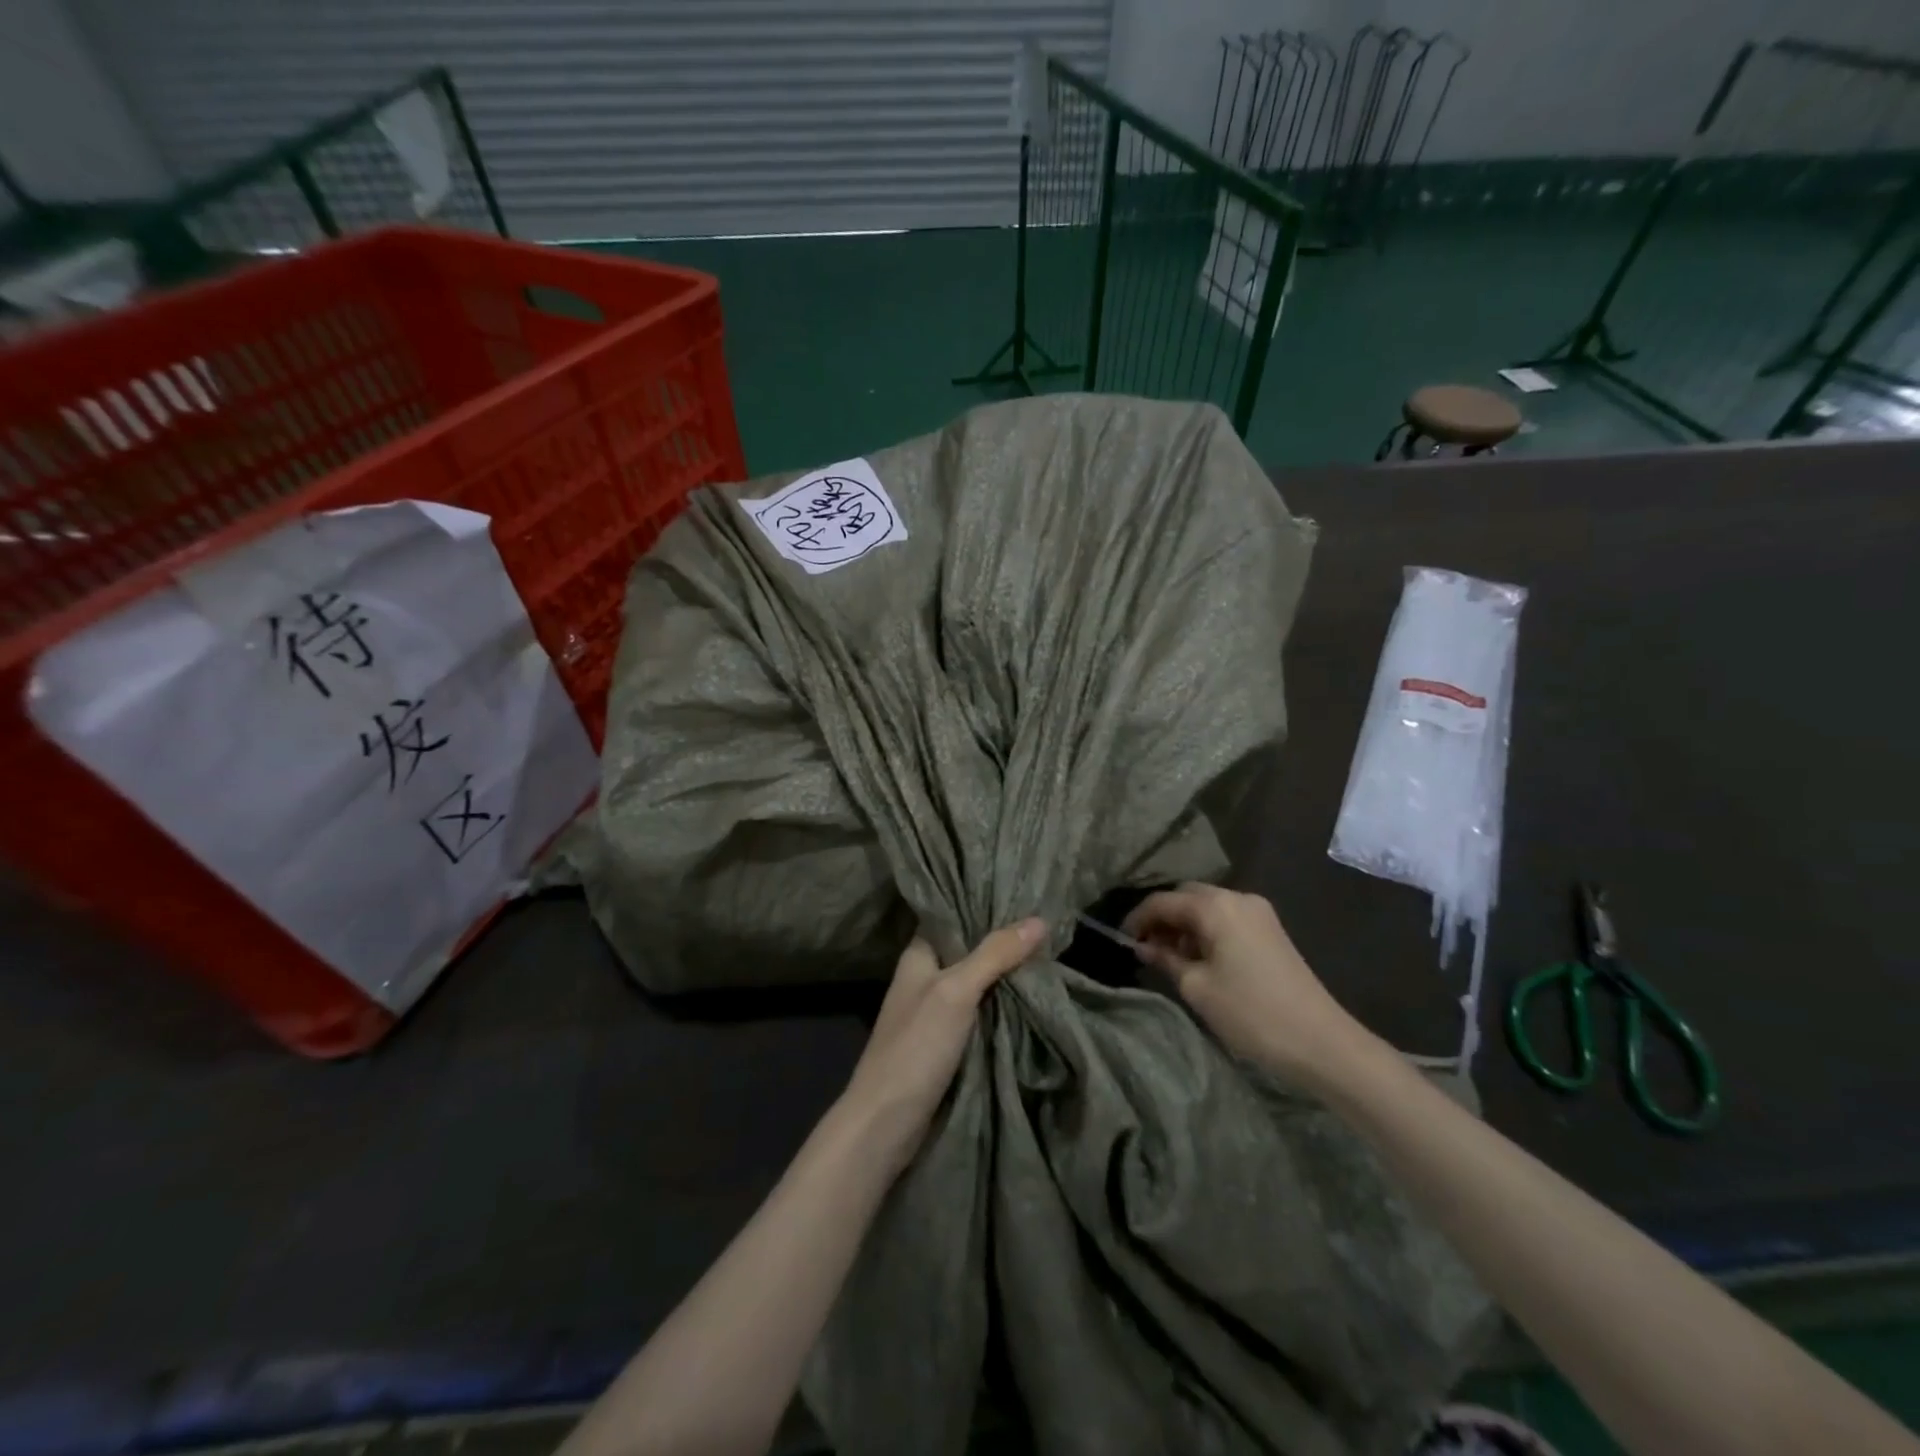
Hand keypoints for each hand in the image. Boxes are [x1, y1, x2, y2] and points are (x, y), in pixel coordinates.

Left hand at [840, 919, 1045, 1171]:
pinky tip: (1031, 996)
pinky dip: (1002, 1004)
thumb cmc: (915, 1047)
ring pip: (978, 982)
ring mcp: (936, 1011)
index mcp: (919, 955)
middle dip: (1004, 940)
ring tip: (1050, 952)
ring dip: (1006, 973)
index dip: (983, 904)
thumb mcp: (956, 992)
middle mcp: (926, 977)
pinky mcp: (947, 1042)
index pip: (952, 915)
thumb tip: (1039, 920)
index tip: (1022, 892)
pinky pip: (981, 1012)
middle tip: (1048, 923)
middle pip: (969, 949)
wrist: (886, 1123)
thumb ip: (994, 955)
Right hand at [1123, 884, 1370, 1086]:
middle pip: (1186, 896)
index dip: (1138, 919)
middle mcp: (1237, 898)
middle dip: (1163, 918)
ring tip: (1169, 959)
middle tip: (1145, 949)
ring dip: (1185, 926)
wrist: (1321, 1042)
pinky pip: (1226, 919)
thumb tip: (1143, 946)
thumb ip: (1165, 959)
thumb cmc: (1251, 1013)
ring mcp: (1258, 913)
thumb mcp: (1197, 988)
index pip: (1163, 901)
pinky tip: (1199, 960)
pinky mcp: (1270, 930)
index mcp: (1216, 906)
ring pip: (1207, 907)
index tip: (1122, 941)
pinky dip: (1206, 932)